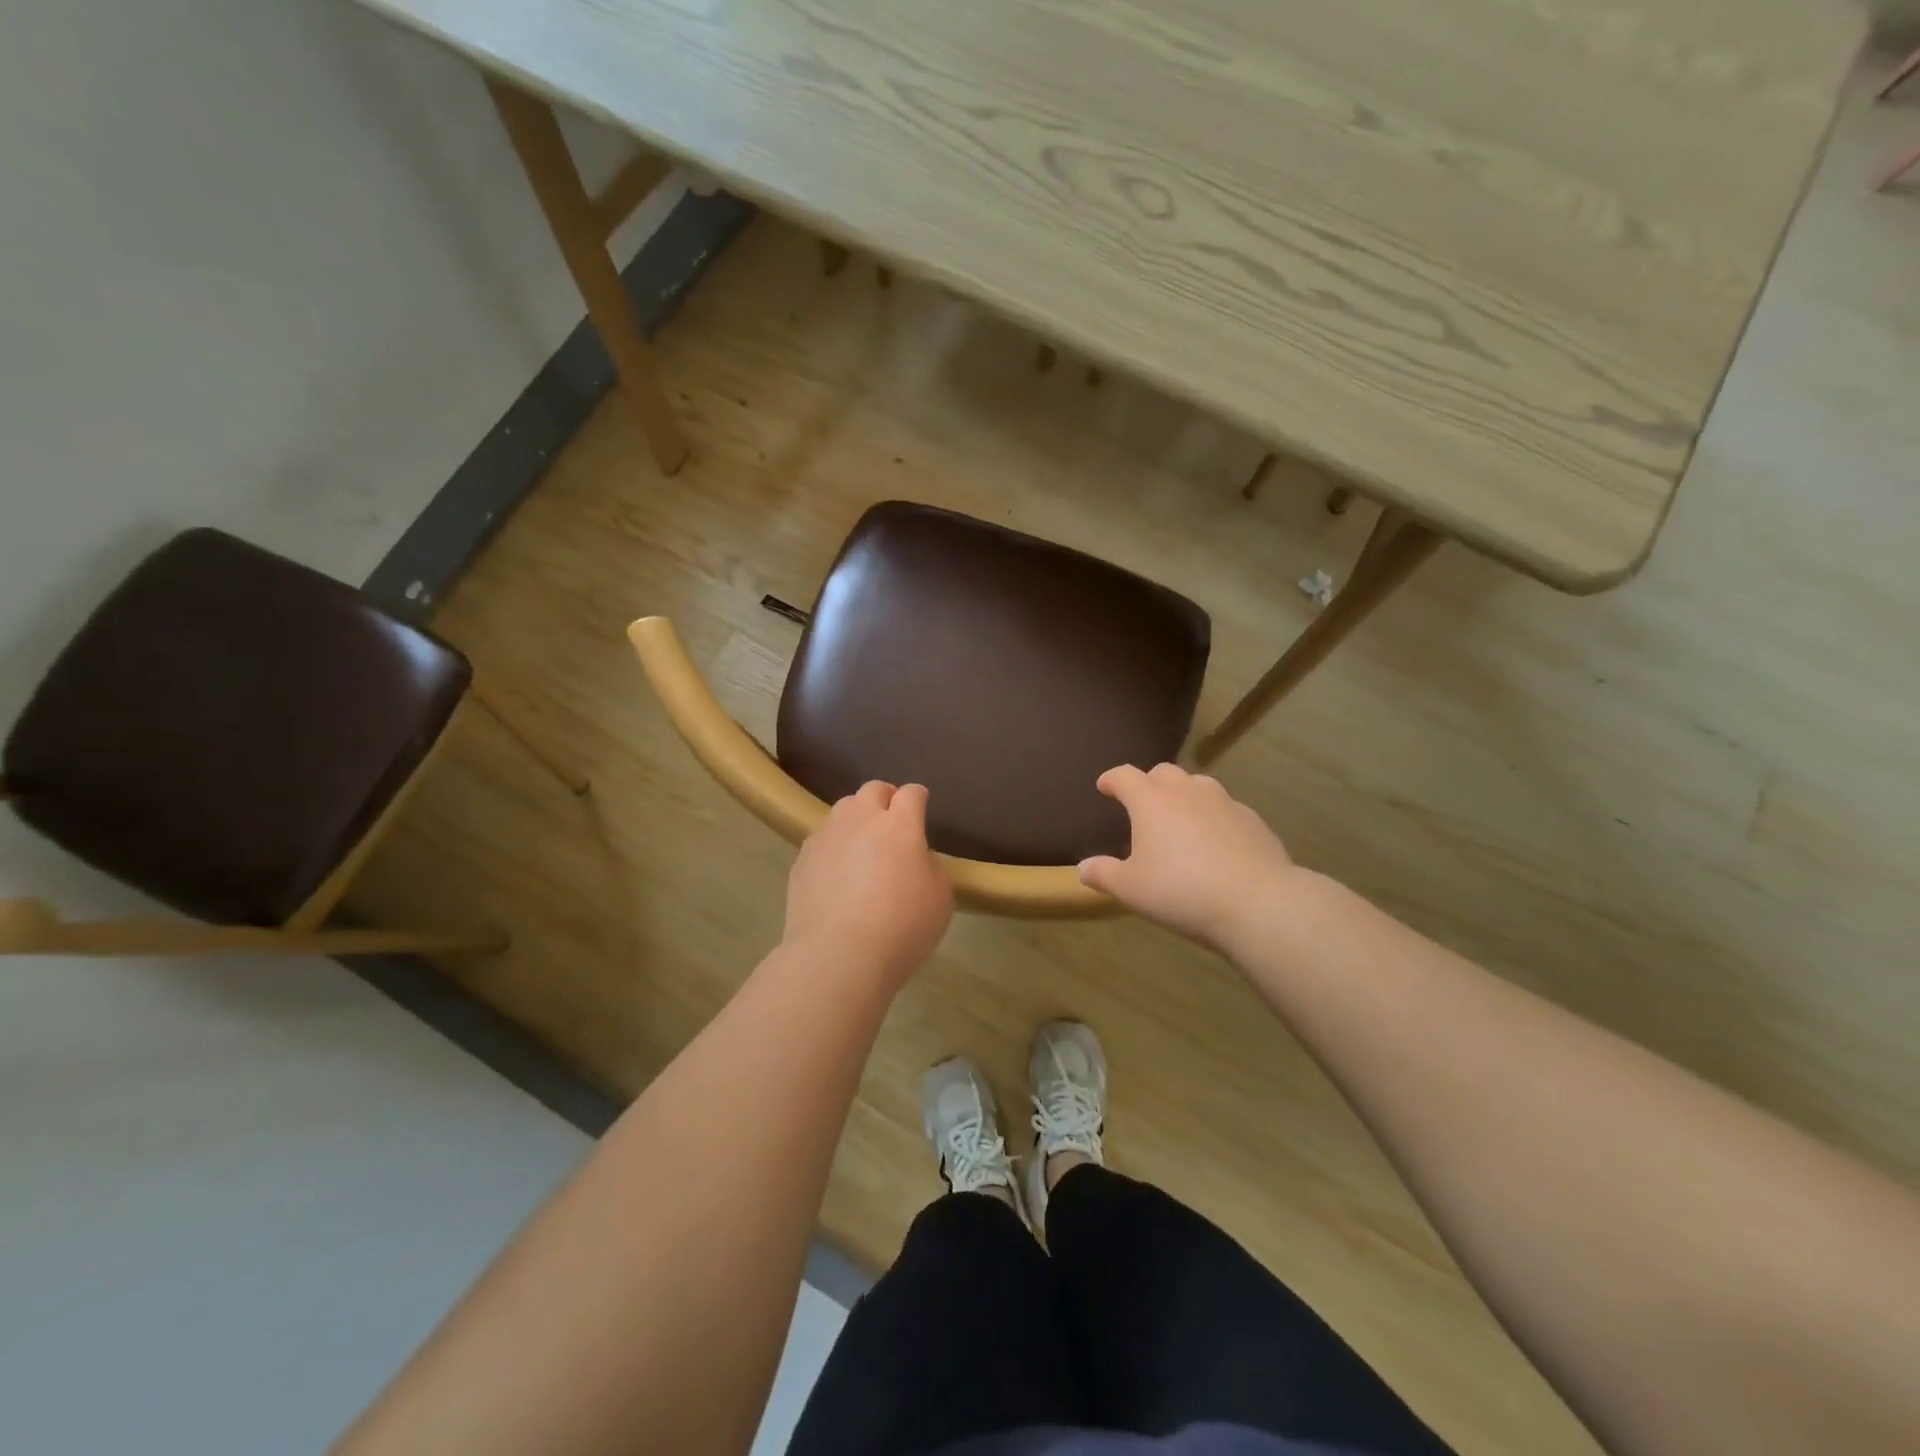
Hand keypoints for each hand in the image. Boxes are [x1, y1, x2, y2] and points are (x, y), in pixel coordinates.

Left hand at [783, 781, 953, 983]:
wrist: (838, 956)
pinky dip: (834, 846)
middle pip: (873, 790)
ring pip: (843, 810)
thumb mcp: (940, 899)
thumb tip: (916, 856)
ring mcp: (827, 837)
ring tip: (862, 846)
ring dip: (857, 819)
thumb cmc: (901, 928)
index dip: (918, 799)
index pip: (911, 793)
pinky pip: (822, 839)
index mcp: (899, 825)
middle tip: (892, 824)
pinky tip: (838, 873)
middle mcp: (861, 820)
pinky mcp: (802, 858)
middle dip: (885, 799)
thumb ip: (931, 866)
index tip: (921, 808)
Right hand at [1079, 764, 1298, 950]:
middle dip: (1149, 783)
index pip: (1125, 776)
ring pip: (1198, 785)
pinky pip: (1226, 809)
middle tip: (1143, 804)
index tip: (1104, 787)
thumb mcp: (1131, 889)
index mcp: (1151, 801)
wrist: (1257, 902)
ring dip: (1184, 795)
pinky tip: (1216, 842)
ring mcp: (1224, 802)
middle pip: (1163, 772)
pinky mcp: (1253, 820)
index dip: (1112, 780)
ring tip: (1180, 819)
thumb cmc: (1181, 891)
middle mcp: (1187, 791)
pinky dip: (1213, 817)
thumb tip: (1083, 868)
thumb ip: (1104, 874)